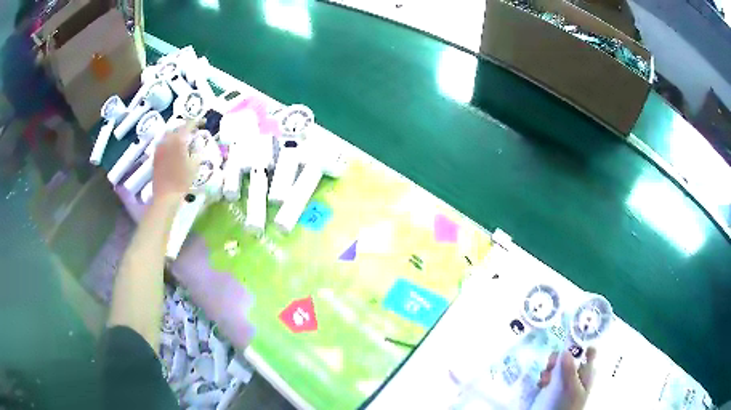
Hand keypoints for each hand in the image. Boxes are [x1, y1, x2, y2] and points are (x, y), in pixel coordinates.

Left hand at [152, 121, 197, 200]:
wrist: (165, 196)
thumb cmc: (182, 181)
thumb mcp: (195, 164)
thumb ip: (197, 149)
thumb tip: (198, 141)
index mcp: (178, 139)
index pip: (188, 124)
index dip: (197, 121)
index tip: (204, 122)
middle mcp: (167, 140)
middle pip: (177, 127)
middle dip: (185, 127)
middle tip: (194, 131)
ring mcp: (159, 147)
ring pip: (168, 134)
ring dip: (176, 134)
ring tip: (183, 139)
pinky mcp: (155, 156)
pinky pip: (163, 142)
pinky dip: (169, 142)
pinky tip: (174, 148)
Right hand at [538, 347, 596, 409]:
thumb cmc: (570, 406)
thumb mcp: (573, 389)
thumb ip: (570, 371)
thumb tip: (565, 351)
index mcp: (587, 372)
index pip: (589, 353)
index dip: (582, 345)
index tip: (570, 343)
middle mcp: (576, 374)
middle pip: (569, 357)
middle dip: (558, 358)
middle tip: (551, 363)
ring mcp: (563, 382)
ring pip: (556, 367)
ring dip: (549, 370)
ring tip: (544, 379)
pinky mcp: (552, 389)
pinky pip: (548, 378)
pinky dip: (543, 379)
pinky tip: (541, 384)